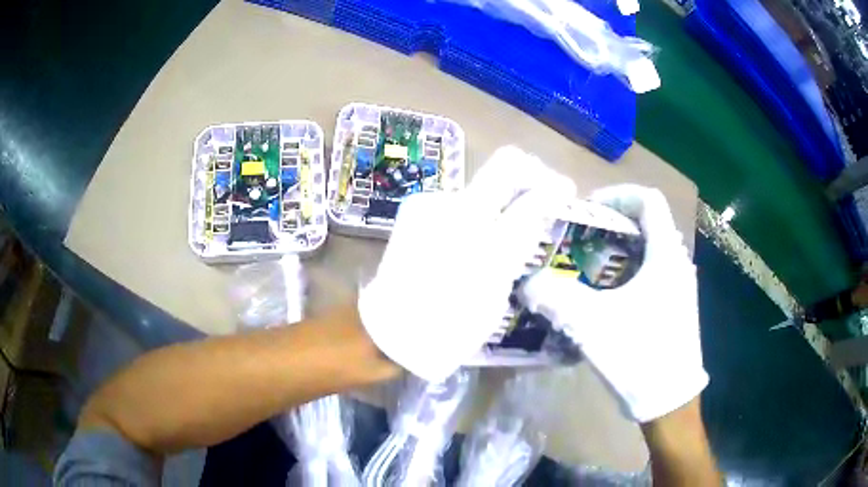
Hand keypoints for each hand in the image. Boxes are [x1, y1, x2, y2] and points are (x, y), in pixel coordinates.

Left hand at [358, 146, 575, 382]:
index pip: (534, 199)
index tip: (565, 189)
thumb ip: (516, 252)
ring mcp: (435, 205)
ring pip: (481, 184)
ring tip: (500, 226)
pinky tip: (465, 237)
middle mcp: (462, 212)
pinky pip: (457, 201)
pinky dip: (471, 212)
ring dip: (499, 197)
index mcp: (489, 245)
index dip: (556, 189)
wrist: (390, 328)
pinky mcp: (416, 207)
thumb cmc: (451, 328)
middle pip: (506, 163)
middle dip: (532, 170)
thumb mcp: (497, 296)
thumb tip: (530, 223)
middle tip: (542, 185)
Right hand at [518, 184, 707, 421]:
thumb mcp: (593, 325)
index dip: (617, 194)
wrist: (670, 401)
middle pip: (647, 223)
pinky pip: (652, 272)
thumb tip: (528, 283)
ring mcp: (680, 285)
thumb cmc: (639, 356)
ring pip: (650, 250)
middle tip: (581, 240)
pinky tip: (607, 298)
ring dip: (620, 250)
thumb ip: (556, 298)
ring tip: (589, 268)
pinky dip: (629, 272)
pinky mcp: (676, 305)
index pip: (648, 200)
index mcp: (665, 255)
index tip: (589, 210)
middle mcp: (677, 263)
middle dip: (612, 225)